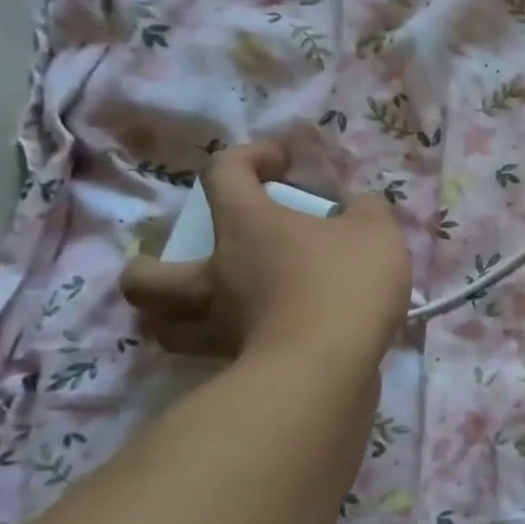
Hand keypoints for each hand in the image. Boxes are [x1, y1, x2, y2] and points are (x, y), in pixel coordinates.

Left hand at [120, 141, 410, 362]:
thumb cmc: (345, 282)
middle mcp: (216, 272)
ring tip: (208, 308)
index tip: (280, 161)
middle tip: (192, 259)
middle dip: (152, 263)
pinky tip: (254, 338)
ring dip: (174, 315)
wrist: (330, 363)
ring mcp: (220, 324)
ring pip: (165, 325)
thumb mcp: (375, 231)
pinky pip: (213, 354)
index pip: (225, 172)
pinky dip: (223, 345)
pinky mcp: (236, 366)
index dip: (248, 157)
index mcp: (245, 225)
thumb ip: (365, 210)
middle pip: (148, 272)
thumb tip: (355, 207)